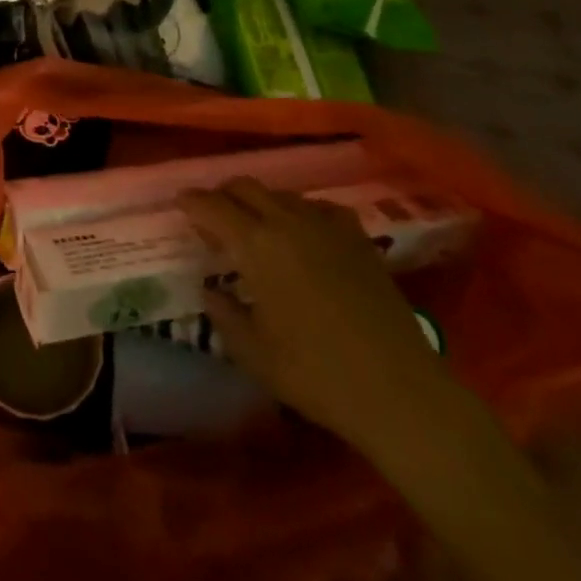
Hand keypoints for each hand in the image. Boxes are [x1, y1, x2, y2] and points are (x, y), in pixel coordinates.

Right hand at [179, 179, 450, 451]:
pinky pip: (318, 207)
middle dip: (222, 195)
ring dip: (260, 203)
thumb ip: (223, 314)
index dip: (191, 202)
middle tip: (213, 216)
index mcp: (257, 246)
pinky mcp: (359, 239)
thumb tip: (211, 290)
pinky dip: (300, 212)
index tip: (179, 204)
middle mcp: (288, 223)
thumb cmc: (316, 375)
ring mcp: (327, 227)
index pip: (212, 206)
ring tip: (255, 228)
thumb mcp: (253, 353)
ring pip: (281, 194)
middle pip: (245, 187)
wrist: (401, 393)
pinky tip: (302, 234)